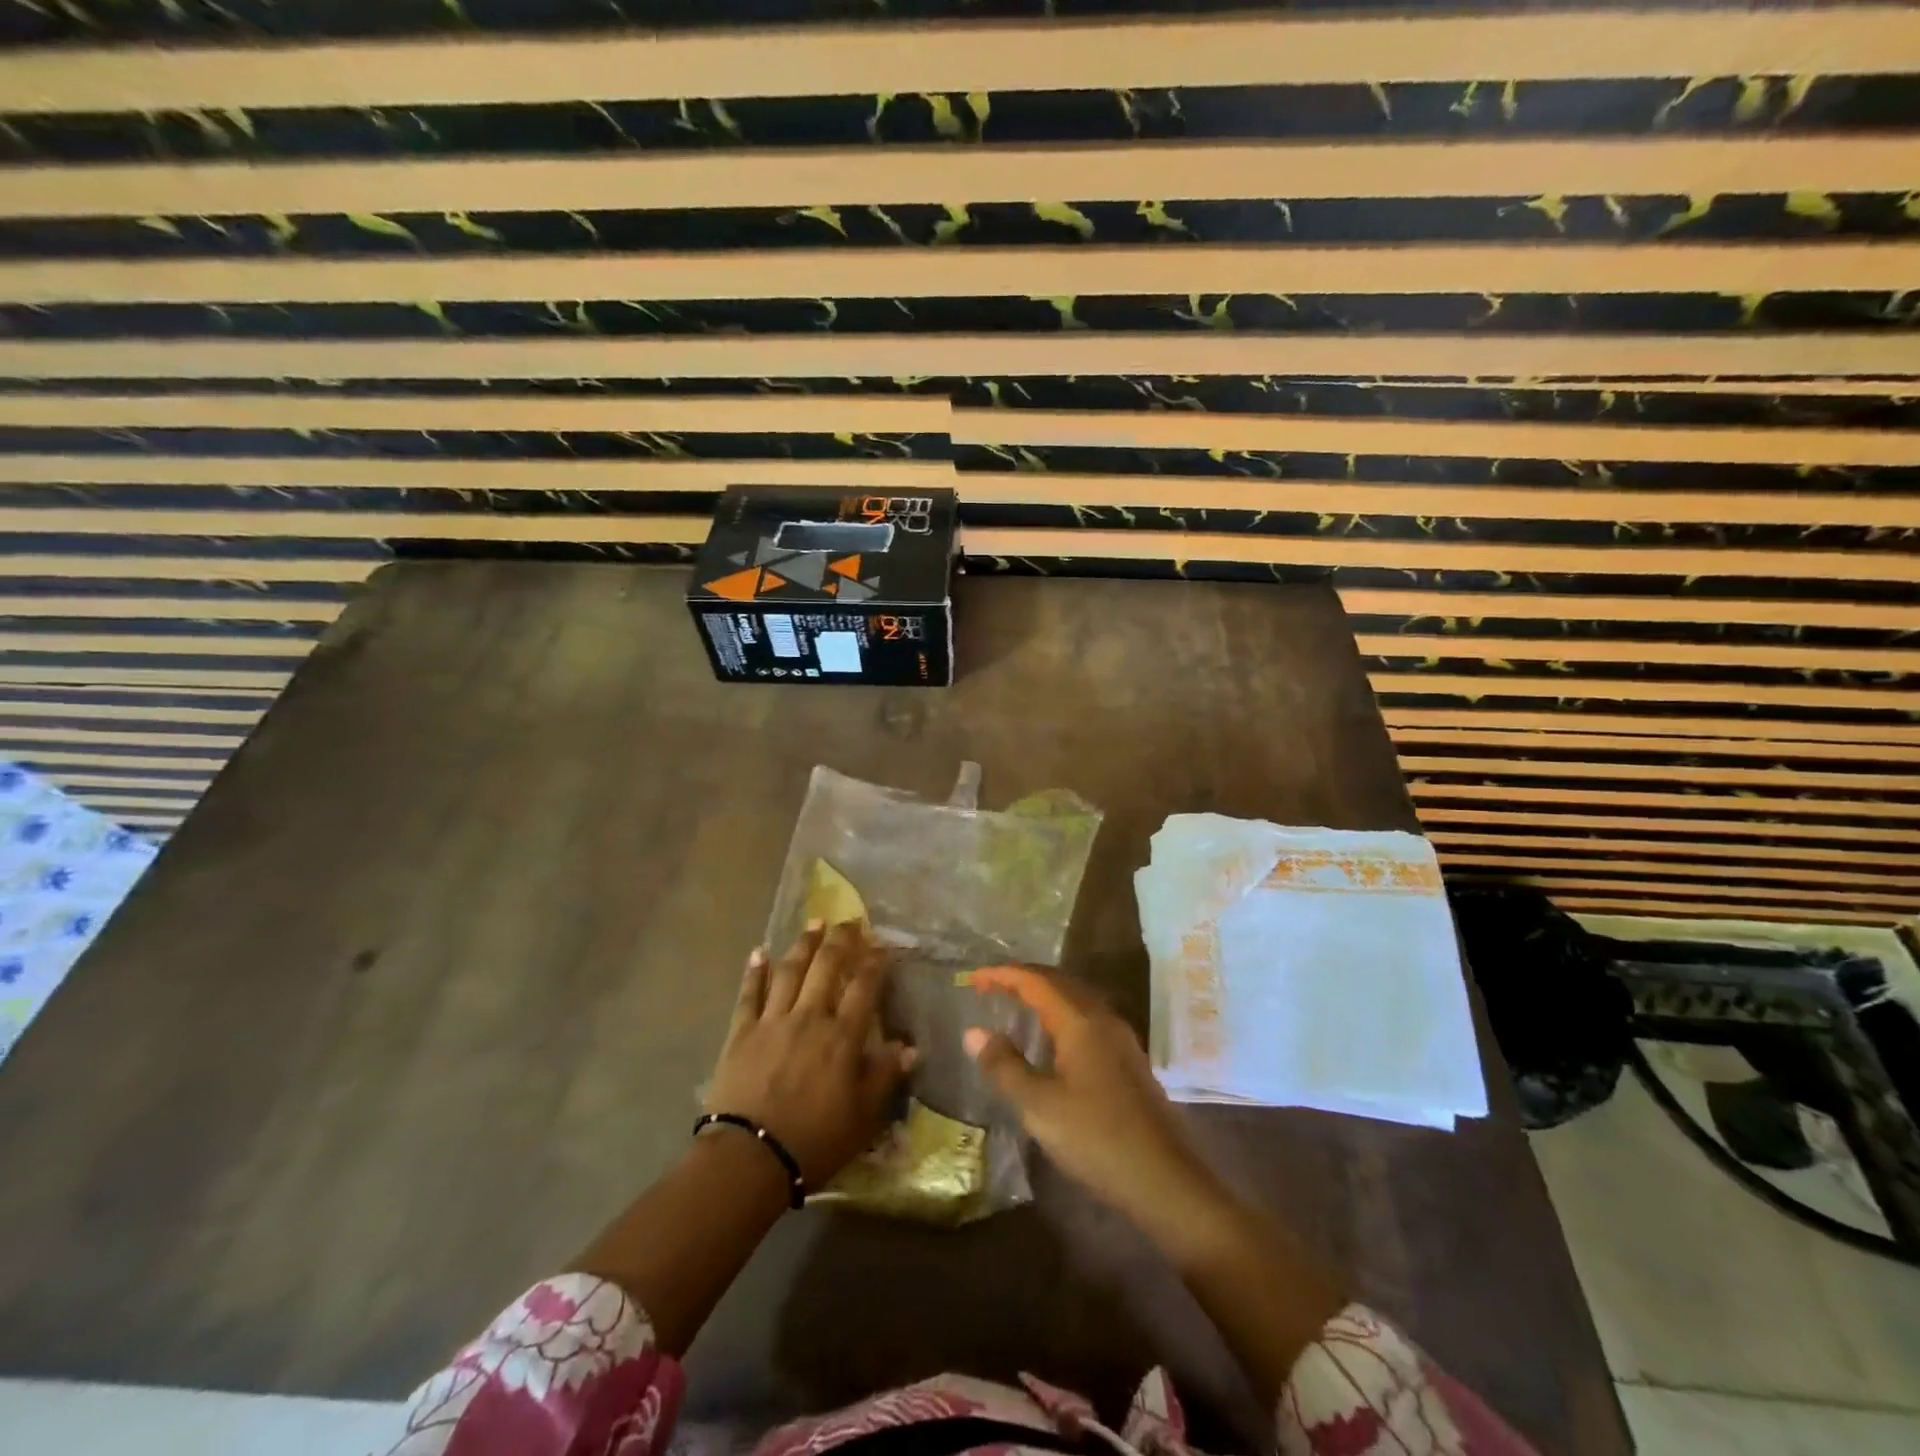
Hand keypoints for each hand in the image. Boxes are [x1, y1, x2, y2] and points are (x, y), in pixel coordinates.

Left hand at [705, 921, 915, 1187]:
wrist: (749, 1158)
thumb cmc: (814, 1140)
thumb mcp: (863, 1117)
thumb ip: (885, 1077)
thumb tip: (910, 1047)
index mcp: (842, 1036)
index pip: (864, 987)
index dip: (875, 962)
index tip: (882, 944)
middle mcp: (810, 1017)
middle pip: (827, 967)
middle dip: (841, 940)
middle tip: (850, 921)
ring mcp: (773, 1021)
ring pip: (790, 971)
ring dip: (804, 944)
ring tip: (814, 923)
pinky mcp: (741, 1032)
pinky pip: (749, 994)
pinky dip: (755, 972)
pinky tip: (760, 952)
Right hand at [963, 967, 1224, 1252]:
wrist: (1165, 1179)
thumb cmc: (1097, 1138)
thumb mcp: (1039, 1106)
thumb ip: (1004, 1066)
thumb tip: (973, 1032)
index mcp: (1080, 1021)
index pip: (1035, 981)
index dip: (1003, 975)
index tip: (973, 979)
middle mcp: (1102, 1019)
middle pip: (1058, 982)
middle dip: (1023, 979)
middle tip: (990, 986)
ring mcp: (1120, 1039)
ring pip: (1076, 999)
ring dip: (1044, 995)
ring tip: (1015, 1006)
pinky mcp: (1128, 1060)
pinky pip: (1087, 1018)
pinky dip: (1060, 1014)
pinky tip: (1051, 1040)